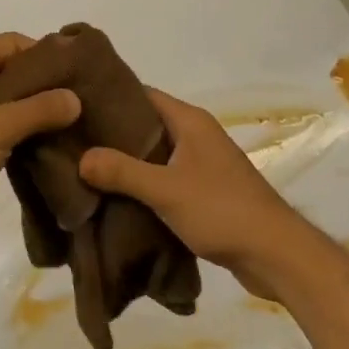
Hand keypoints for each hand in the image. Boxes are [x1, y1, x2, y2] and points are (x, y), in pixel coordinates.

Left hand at [0, 34, 80, 254]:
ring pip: (5, 100)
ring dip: (33, 110)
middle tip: (81, 100)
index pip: (12, 43)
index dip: (45, 54)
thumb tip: (76, 97)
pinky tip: (46, 143)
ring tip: (71, 123)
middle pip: (10, 70)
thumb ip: (38, 110)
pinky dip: (19, 130)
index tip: (79, 73)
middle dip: (43, 84)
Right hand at [78, 89, 316, 298]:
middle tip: (74, 140)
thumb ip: (122, 172)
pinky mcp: (206, 190)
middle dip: (113, 133)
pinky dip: (144, 183)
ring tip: (87, 168)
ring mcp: (203, 162)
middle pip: (146, 124)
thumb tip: (81, 158)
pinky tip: (118, 197)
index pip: (142, 94)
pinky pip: (166, 176)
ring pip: (155, 153)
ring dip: (128, 161)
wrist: (275, 254)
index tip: (76, 106)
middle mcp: (196, 134)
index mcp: (189, 120)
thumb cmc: (221, 209)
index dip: (110, 97)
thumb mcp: (165, 189)